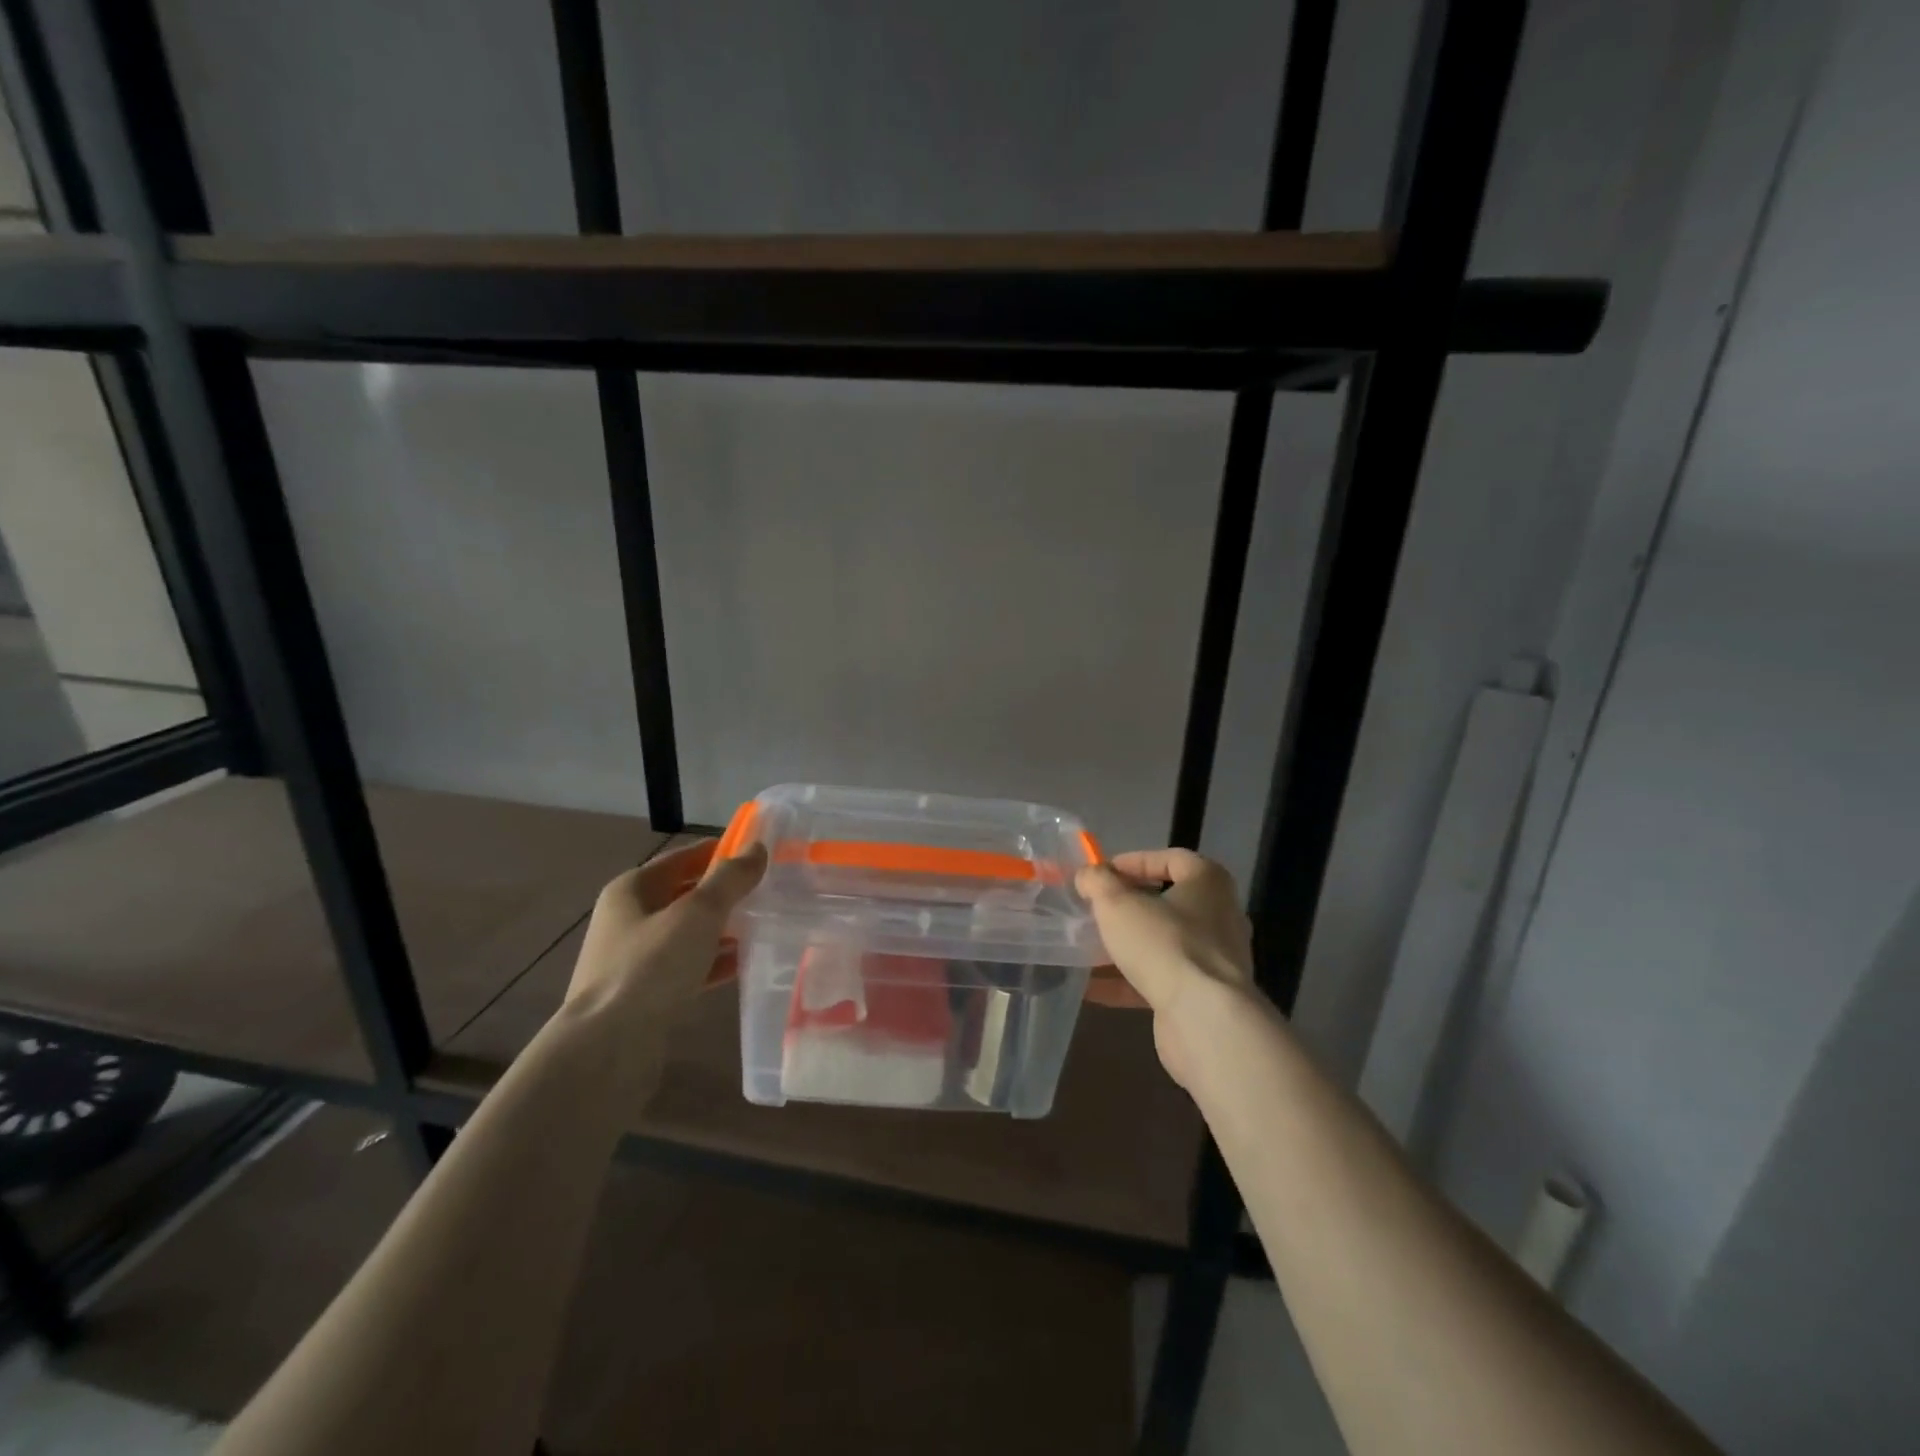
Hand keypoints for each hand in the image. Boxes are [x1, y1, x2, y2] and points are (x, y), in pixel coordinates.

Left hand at [565, 838, 767, 1037]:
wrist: (606, 1048)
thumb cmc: (651, 967)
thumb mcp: (698, 913)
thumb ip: (730, 879)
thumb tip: (756, 848)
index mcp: (632, 889)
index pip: (682, 858)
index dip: (719, 852)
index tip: (757, 854)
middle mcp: (628, 919)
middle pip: (684, 895)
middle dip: (724, 892)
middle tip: (768, 890)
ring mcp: (634, 959)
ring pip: (687, 933)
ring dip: (722, 928)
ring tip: (764, 925)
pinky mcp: (645, 994)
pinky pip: (687, 966)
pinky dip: (713, 962)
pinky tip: (744, 964)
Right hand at [1077, 849, 1254, 1087]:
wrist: (1204, 1019)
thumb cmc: (1164, 944)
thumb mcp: (1117, 903)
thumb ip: (1097, 882)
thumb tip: (1088, 875)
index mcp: (1208, 883)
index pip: (1172, 858)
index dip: (1134, 861)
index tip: (1102, 874)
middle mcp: (1219, 916)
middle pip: (1167, 902)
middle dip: (1127, 907)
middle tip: (1095, 910)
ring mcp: (1214, 960)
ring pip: (1162, 943)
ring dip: (1125, 946)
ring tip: (1087, 947)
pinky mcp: (1203, 995)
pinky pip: (1160, 980)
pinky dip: (1128, 982)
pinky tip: (1093, 988)